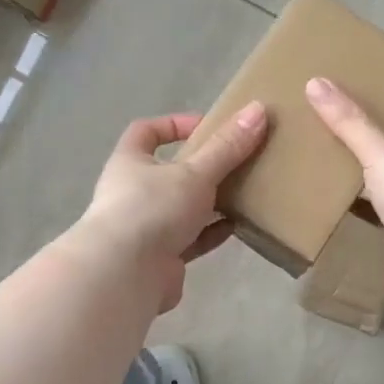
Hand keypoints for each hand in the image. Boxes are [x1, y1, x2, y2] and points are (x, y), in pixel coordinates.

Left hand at [78, 102, 269, 311]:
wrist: (125, 274)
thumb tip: (258, 109)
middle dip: (200, 167)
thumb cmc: (153, 209)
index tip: (207, 126)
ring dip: (209, 202)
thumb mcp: (194, 173)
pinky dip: (211, 232)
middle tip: (235, 162)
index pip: (145, 131)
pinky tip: (237, 226)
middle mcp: (132, 193)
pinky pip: (190, 239)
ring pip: (181, 208)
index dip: (174, 124)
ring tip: (244, 193)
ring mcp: (144, 228)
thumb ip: (227, 147)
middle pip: (168, 172)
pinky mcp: (160, 258)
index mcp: (130, 162)